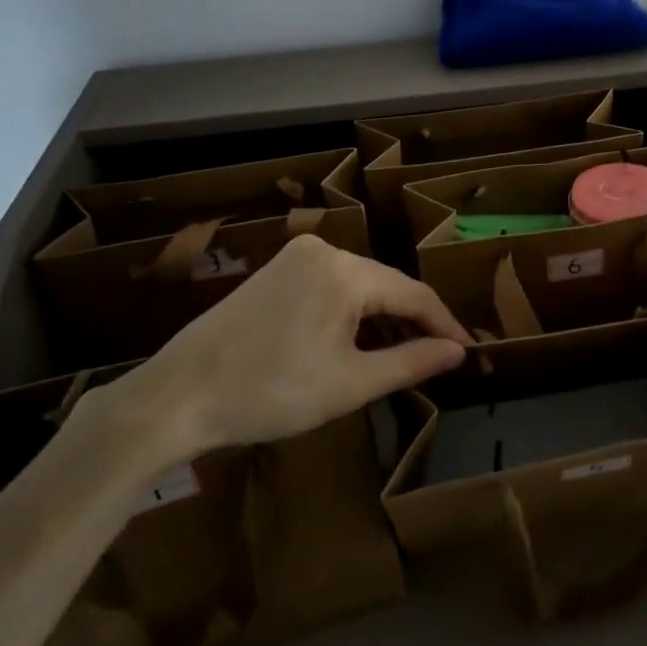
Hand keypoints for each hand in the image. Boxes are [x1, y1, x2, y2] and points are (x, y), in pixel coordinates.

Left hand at [70, 236, 469, 489]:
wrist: (179, 396)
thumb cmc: (270, 392)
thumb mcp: (350, 384)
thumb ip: (410, 362)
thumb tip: (456, 352)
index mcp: (344, 270)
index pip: (412, 293)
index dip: (443, 324)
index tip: (468, 352)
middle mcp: (322, 249)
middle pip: (385, 285)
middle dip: (412, 322)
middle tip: (437, 358)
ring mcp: (294, 257)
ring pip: (358, 285)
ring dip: (381, 319)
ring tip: (402, 355)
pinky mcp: (274, 272)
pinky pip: (330, 286)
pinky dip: (350, 313)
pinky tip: (355, 341)